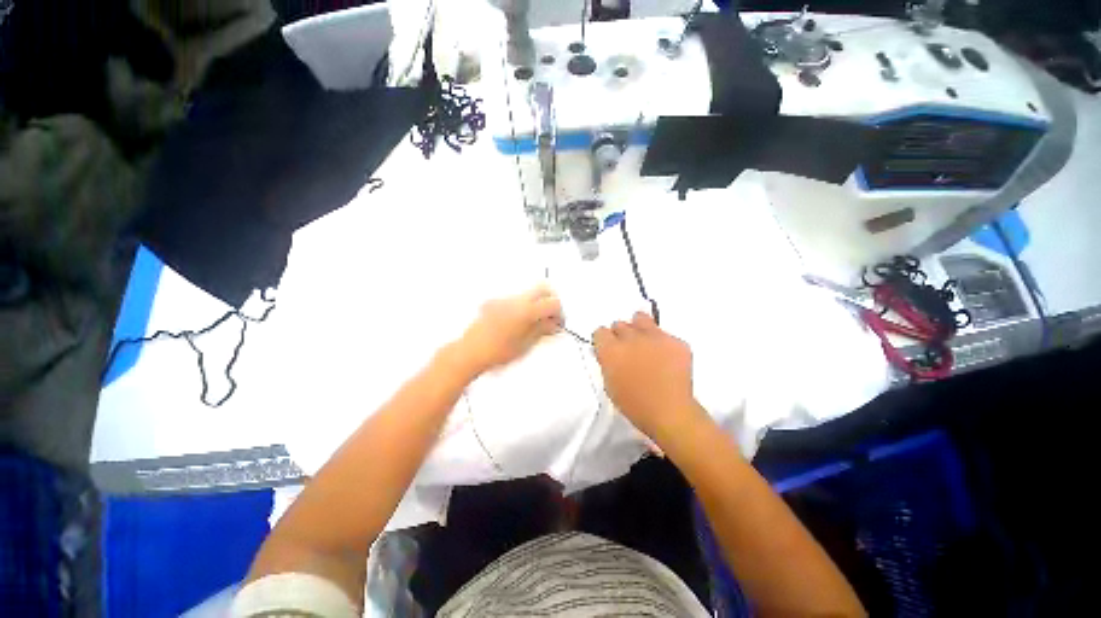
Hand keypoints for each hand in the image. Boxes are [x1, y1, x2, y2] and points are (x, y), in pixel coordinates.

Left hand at [456, 285, 562, 374]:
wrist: (470, 352)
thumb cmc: (497, 352)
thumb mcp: (526, 344)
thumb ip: (542, 330)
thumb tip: (554, 324)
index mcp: (526, 310)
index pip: (553, 303)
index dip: (559, 313)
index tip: (558, 324)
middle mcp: (516, 300)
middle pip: (542, 288)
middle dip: (551, 300)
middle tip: (551, 317)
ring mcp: (504, 299)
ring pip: (529, 293)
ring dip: (537, 303)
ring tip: (535, 322)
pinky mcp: (496, 302)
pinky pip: (517, 298)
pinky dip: (525, 306)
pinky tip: (520, 322)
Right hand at [593, 312, 706, 443]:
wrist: (670, 413)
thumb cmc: (634, 405)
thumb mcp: (610, 384)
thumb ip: (607, 362)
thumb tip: (609, 351)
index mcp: (611, 349)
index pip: (600, 331)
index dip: (603, 340)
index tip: (608, 348)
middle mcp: (630, 337)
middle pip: (619, 324)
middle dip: (621, 335)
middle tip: (628, 349)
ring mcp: (655, 336)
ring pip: (641, 318)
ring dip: (639, 328)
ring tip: (645, 342)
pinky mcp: (675, 341)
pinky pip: (665, 334)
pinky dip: (663, 343)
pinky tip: (666, 359)